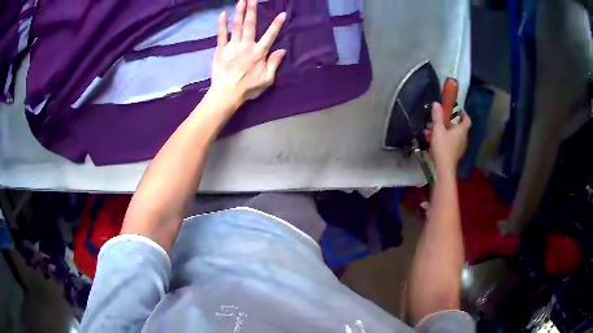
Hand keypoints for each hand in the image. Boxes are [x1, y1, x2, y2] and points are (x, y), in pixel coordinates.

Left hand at [209, 0, 286, 106]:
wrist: (227, 93)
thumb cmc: (248, 88)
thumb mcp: (267, 79)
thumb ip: (274, 63)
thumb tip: (282, 50)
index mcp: (259, 52)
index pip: (270, 35)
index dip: (277, 24)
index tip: (282, 13)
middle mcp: (246, 45)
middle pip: (250, 24)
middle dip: (252, 10)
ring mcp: (232, 46)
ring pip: (237, 26)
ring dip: (239, 12)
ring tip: (241, 0)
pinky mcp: (221, 50)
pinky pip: (221, 34)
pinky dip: (222, 24)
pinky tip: (223, 14)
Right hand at [427, 102, 470, 171]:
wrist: (444, 168)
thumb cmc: (443, 147)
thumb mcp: (438, 130)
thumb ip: (437, 116)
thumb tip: (437, 103)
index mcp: (461, 131)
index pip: (467, 120)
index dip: (463, 114)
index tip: (458, 111)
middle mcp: (463, 138)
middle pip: (458, 127)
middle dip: (447, 123)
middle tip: (437, 121)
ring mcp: (460, 147)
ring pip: (452, 135)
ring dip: (443, 131)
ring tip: (430, 131)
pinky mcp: (455, 154)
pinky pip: (450, 143)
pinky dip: (443, 139)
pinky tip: (432, 141)